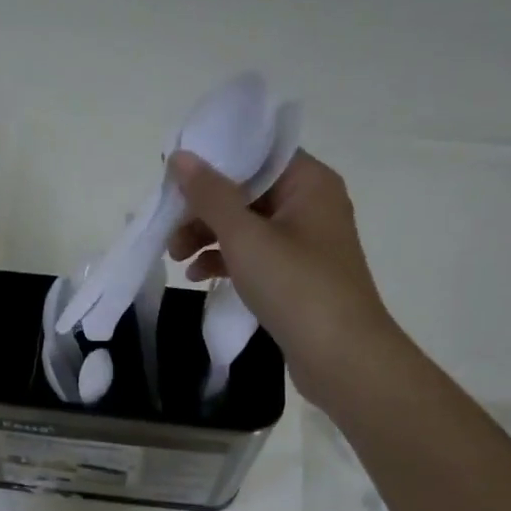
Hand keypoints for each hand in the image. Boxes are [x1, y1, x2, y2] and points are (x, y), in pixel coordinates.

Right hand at [167, 149, 395, 411]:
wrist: (341, 357)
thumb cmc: (296, 286)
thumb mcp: (245, 236)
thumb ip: (210, 195)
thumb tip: (180, 157)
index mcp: (309, 182)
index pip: (256, 154)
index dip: (214, 161)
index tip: (175, 178)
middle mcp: (310, 205)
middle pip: (247, 191)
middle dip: (204, 208)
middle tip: (169, 227)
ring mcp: (304, 243)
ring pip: (246, 226)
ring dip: (208, 236)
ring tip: (175, 257)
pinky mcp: (295, 276)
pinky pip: (254, 255)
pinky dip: (225, 260)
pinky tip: (197, 275)